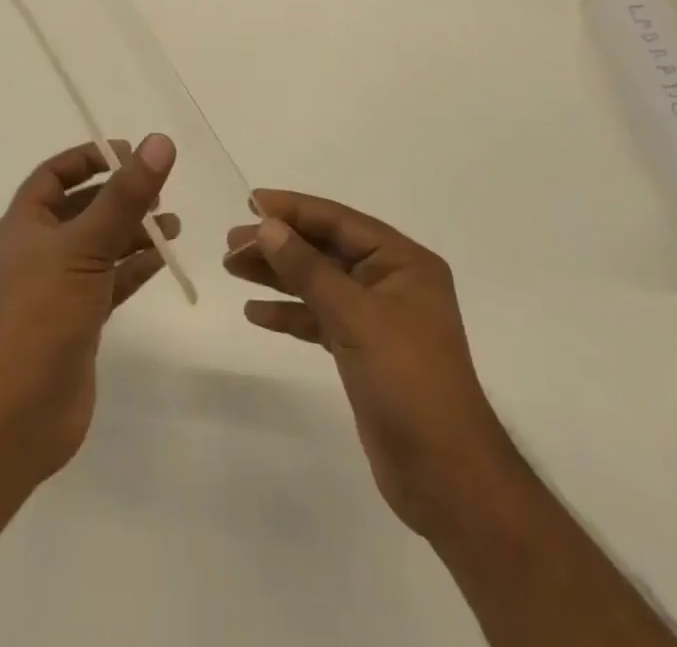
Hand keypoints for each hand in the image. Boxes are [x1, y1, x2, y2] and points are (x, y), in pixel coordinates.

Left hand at [0, 135, 177, 483]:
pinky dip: (134, 268)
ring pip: (99, 246)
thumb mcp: (86, 245)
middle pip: (82, 209)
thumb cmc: (41, 313)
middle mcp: (39, 251)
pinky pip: (110, 282)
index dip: (88, 159)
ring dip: (133, 232)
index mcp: (25, 224)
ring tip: (173, 224)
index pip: (54, 175)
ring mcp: (58, 288)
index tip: (128, 153)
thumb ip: (125, 196)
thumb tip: (159, 141)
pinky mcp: (78, 322)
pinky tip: (162, 259)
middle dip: (118, 196)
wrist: (16, 413)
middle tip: (159, 189)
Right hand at [224, 191, 512, 541]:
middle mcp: (390, 281)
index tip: (250, 200)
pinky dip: (289, 313)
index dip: (294, 209)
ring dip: (278, 275)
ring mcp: (377, 318)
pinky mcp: (362, 351)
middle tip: (231, 243)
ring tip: (232, 268)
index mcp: (402, 261)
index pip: (339, 221)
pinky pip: (319, 318)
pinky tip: (256, 312)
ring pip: (318, 283)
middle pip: (325, 250)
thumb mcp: (355, 316)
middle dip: (279, 244)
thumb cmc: (407, 380)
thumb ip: (308, 268)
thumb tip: (267, 225)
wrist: (445, 476)